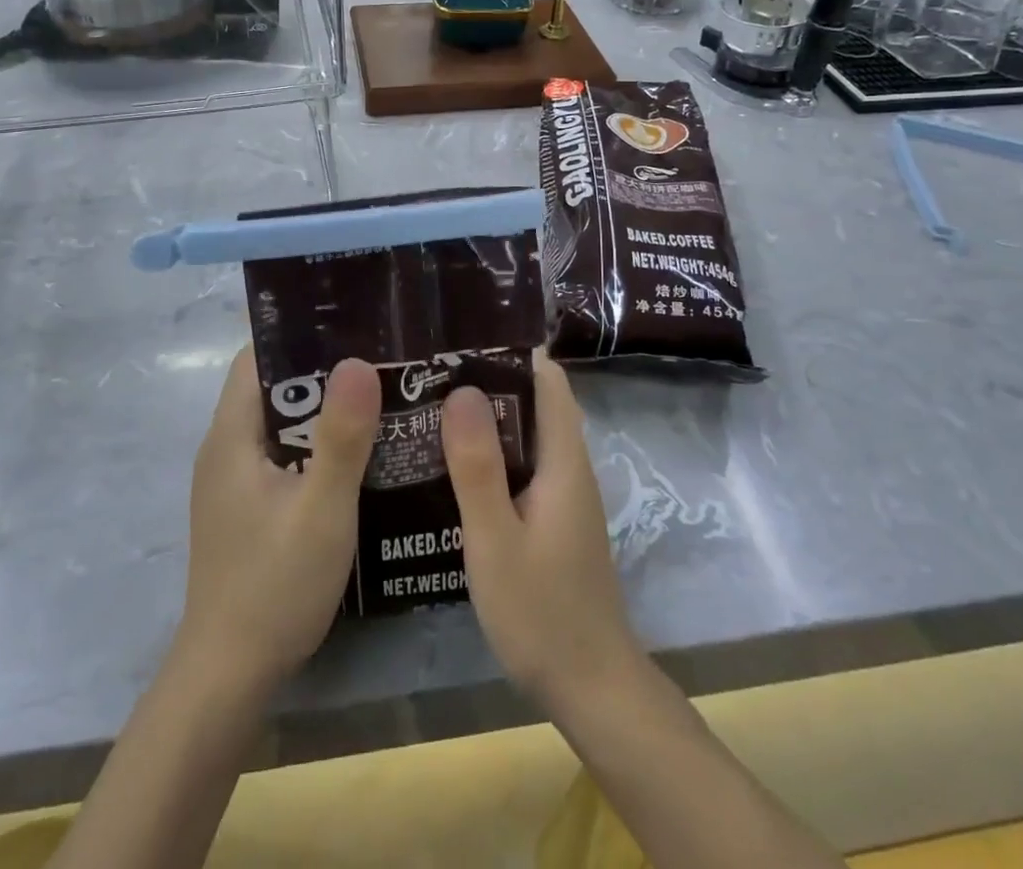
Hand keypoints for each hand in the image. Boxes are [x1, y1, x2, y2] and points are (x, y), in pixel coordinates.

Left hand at [177, 347, 381, 696]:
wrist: (229, 677)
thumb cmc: (274, 586)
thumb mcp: (322, 509)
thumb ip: (342, 436)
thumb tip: (358, 360)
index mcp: (232, 436)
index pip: (257, 358)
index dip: (300, 338)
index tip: (353, 329)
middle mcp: (226, 449)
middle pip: (273, 389)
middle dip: (324, 374)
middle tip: (382, 364)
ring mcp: (234, 482)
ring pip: (282, 425)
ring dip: (325, 413)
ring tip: (381, 401)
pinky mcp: (247, 509)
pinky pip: (284, 457)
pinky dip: (317, 447)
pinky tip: (359, 458)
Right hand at [441, 349, 640, 710]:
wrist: (591, 687)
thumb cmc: (542, 612)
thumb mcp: (496, 539)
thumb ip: (478, 466)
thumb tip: (462, 390)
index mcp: (564, 461)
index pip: (549, 381)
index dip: (513, 350)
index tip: (464, 336)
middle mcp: (569, 467)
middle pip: (535, 402)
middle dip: (490, 378)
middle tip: (431, 368)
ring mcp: (563, 495)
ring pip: (527, 435)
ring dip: (487, 416)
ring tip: (430, 403)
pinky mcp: (552, 518)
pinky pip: (522, 465)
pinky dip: (491, 452)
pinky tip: (450, 462)